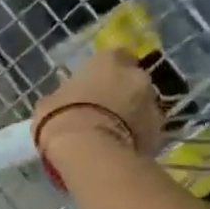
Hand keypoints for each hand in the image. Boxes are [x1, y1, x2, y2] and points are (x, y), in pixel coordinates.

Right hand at [32, 48, 165, 166]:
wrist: (88, 152)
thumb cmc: (62, 118)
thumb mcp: (49, 103)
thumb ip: (65, 96)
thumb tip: (65, 101)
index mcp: (108, 61)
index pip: (115, 56)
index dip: (107, 71)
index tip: (95, 84)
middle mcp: (136, 75)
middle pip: (133, 80)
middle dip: (122, 93)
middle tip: (104, 110)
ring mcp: (153, 104)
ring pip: (143, 106)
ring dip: (132, 115)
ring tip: (112, 134)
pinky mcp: (159, 132)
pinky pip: (148, 131)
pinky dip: (138, 137)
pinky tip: (121, 149)